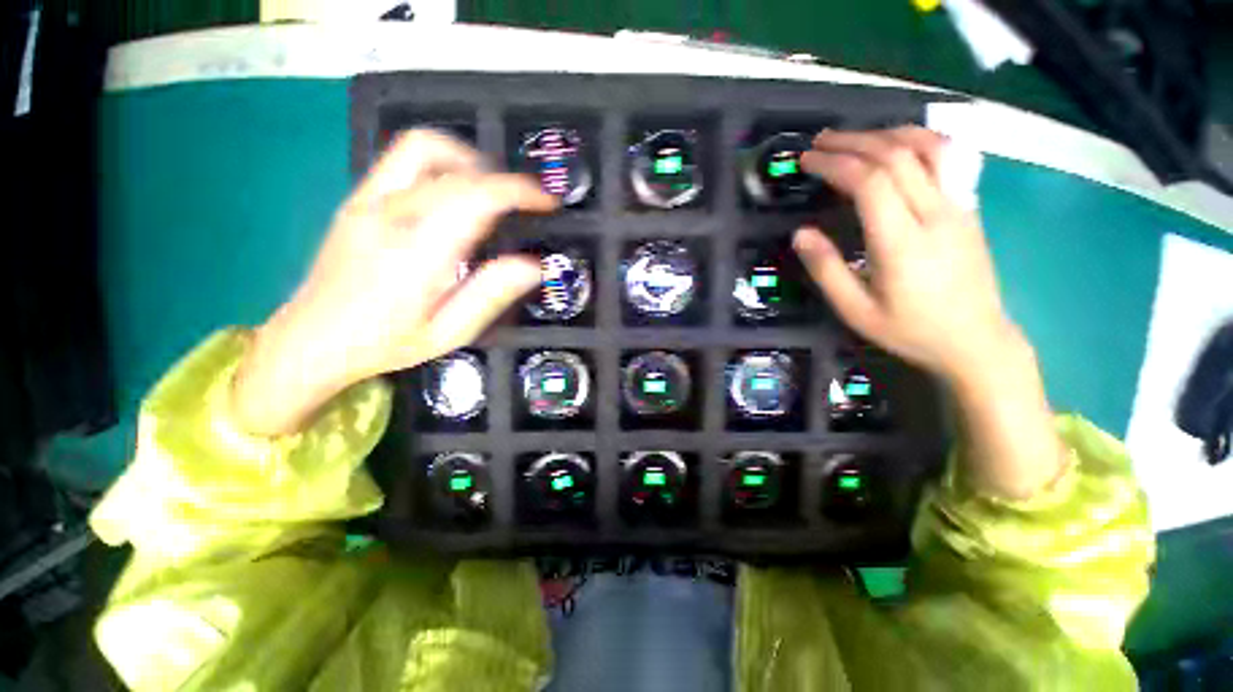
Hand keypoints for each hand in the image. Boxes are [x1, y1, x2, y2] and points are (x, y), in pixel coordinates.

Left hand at [232, 130, 556, 435]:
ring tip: (491, 189)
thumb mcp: (449, 332)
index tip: (546, 201)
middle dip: (502, 178)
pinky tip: (454, 193)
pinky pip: (402, 160)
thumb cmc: (386, 343)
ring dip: (467, 160)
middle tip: (525, 202)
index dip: (519, 191)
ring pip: (422, 147)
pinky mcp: (357, 199)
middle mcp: (390, 216)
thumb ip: (491, 295)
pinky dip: (440, 164)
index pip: (476, 198)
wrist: (311, 340)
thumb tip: (534, 267)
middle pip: (455, 170)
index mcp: (417, 253)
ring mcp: (367, 201)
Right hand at [796, 128, 1066, 499]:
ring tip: (855, 136)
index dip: (835, 164)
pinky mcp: (968, 208)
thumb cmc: (910, 330)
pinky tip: (899, 144)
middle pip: (896, 156)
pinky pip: (947, 160)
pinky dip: (918, 141)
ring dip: (887, 133)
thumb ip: (826, 270)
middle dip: (853, 142)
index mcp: (902, 243)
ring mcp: (959, 207)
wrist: (976, 340)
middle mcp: (935, 214)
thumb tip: (801, 234)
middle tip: (820, 142)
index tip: (808, 160)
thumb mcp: (856, 311)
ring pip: (928, 148)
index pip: (870, 183)